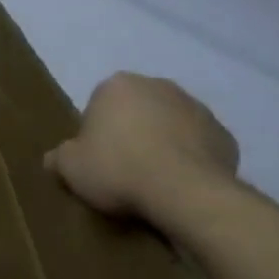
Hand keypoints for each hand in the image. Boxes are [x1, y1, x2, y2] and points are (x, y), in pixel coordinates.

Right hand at [44, 73, 239, 223]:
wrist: (186, 193)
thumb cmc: (119, 169)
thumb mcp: (70, 168)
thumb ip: (58, 157)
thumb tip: (53, 158)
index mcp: (117, 85)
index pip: (98, 105)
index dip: (95, 135)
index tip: (98, 161)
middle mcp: (158, 85)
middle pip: (137, 110)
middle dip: (132, 133)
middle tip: (124, 170)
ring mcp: (196, 108)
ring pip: (171, 125)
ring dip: (163, 144)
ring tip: (155, 181)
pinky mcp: (225, 135)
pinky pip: (200, 146)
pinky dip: (191, 160)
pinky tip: (182, 185)